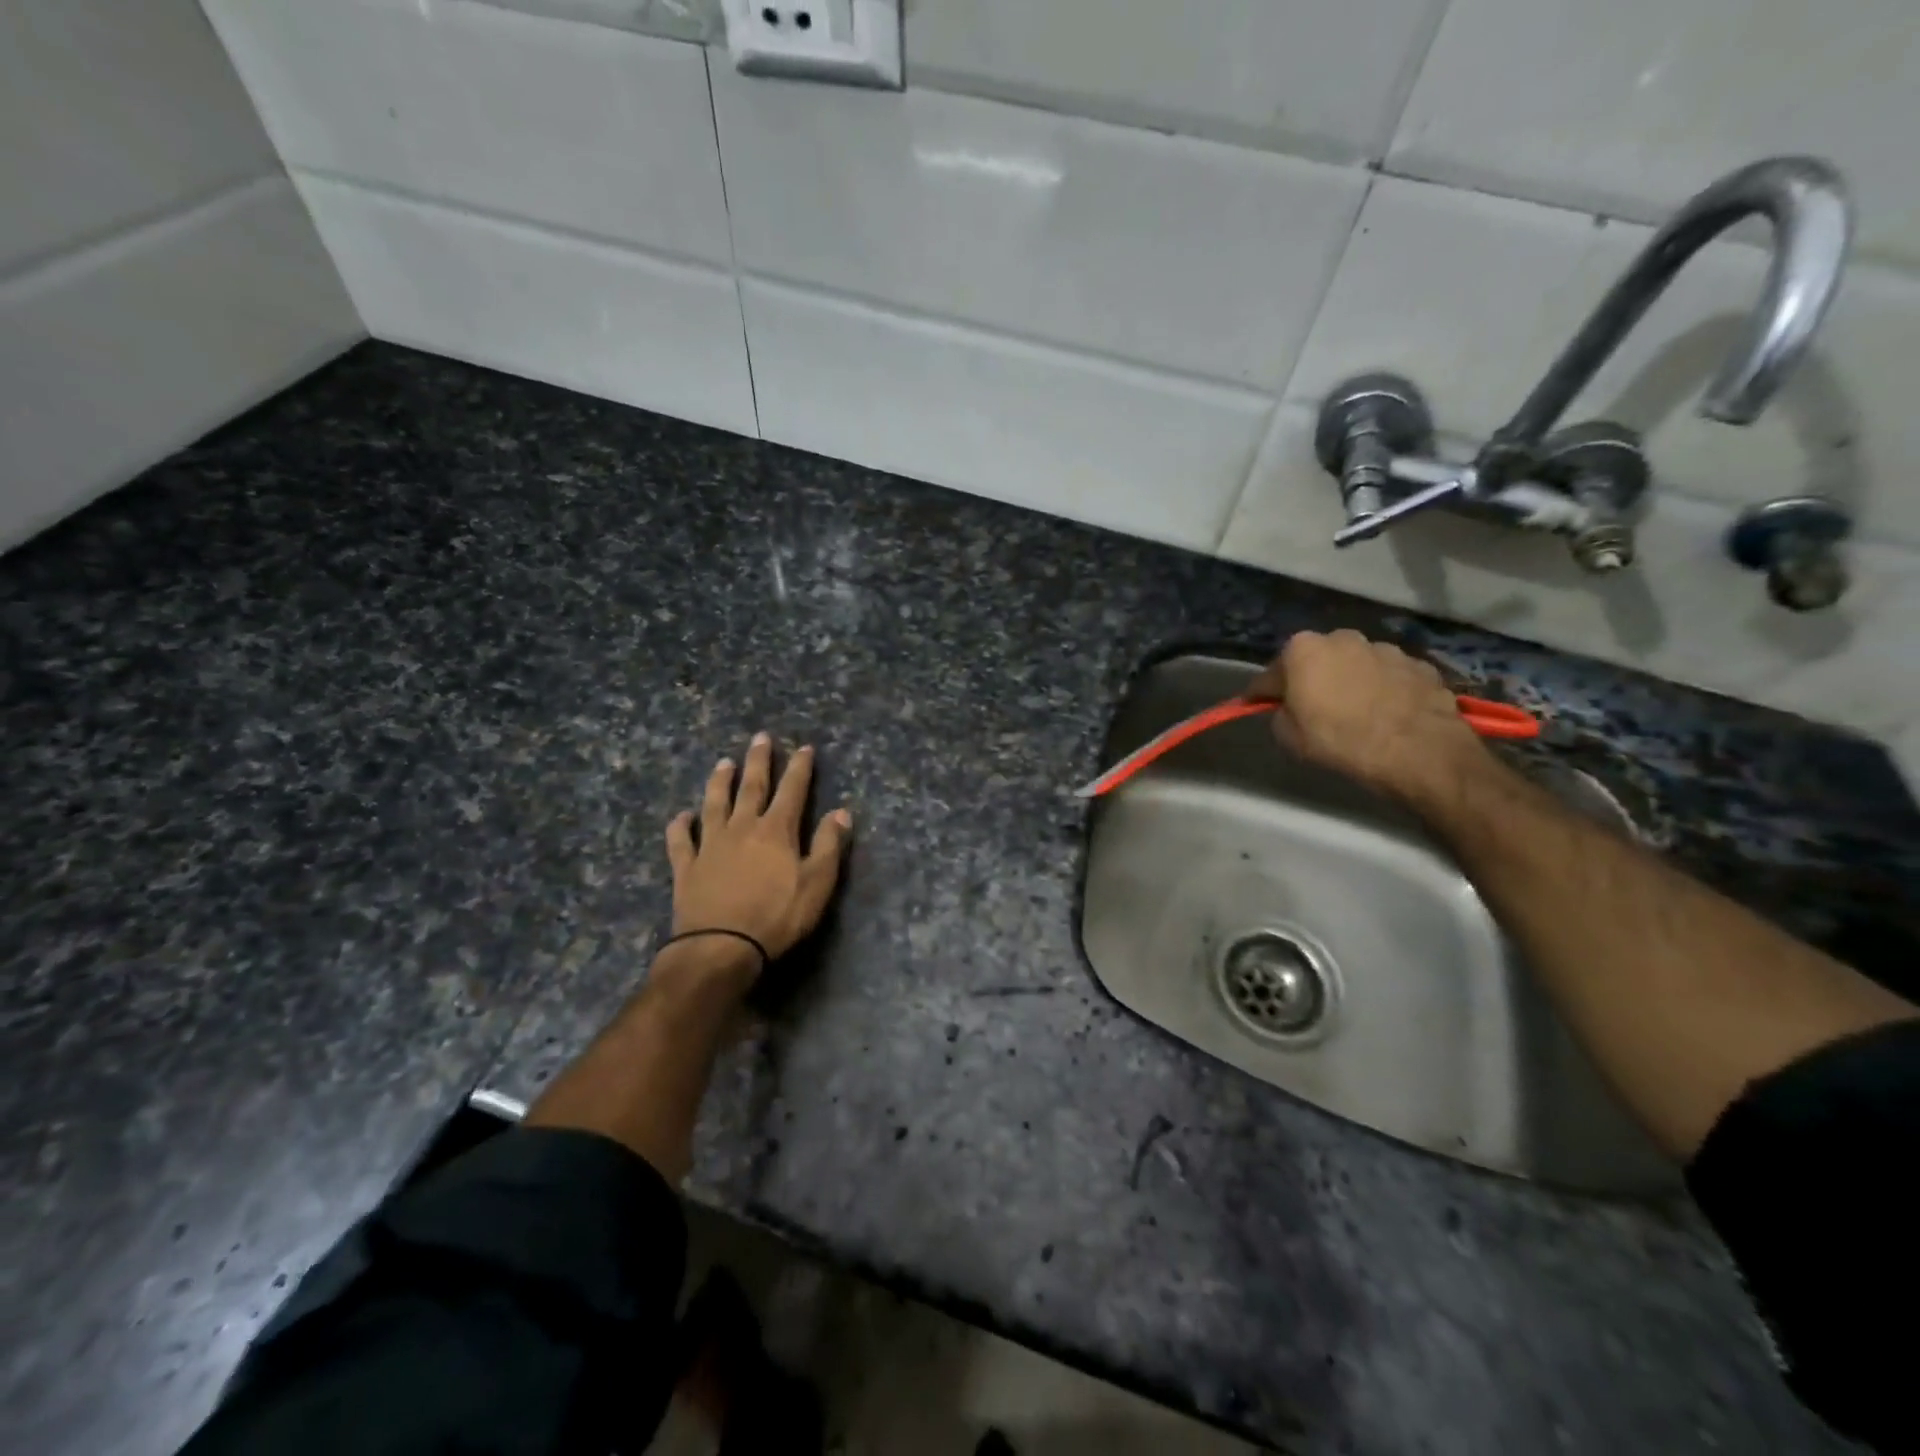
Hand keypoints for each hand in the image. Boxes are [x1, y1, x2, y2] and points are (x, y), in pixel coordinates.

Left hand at [665, 734, 851, 969]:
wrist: (721, 946)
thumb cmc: (777, 916)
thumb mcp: (817, 883)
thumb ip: (829, 845)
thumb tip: (841, 811)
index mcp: (776, 830)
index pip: (792, 790)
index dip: (800, 767)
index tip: (804, 747)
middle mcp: (742, 828)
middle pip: (751, 787)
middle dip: (759, 761)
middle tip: (760, 737)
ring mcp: (710, 845)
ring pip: (714, 804)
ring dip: (719, 782)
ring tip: (723, 763)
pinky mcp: (686, 867)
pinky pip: (680, 841)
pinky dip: (679, 826)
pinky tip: (681, 816)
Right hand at [1246, 630, 1485, 798]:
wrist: (1416, 750)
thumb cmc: (1340, 740)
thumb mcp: (1289, 736)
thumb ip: (1281, 714)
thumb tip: (1289, 709)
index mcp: (1302, 649)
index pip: (1271, 674)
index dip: (1263, 693)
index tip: (1259, 706)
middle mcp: (1342, 638)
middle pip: (1317, 660)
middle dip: (1313, 678)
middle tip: (1313, 708)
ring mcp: (1385, 648)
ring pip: (1356, 665)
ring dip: (1351, 682)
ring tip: (1356, 712)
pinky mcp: (1419, 664)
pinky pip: (1390, 677)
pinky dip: (1384, 690)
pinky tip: (1387, 714)